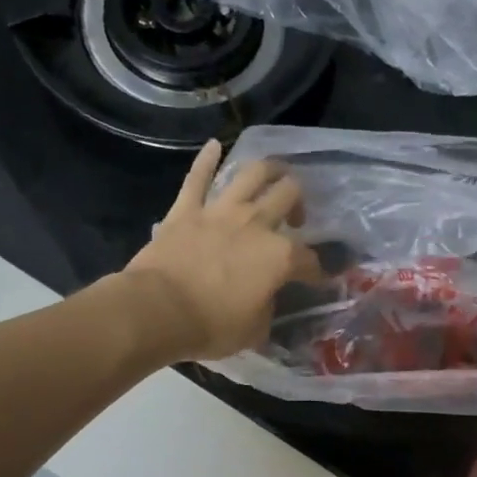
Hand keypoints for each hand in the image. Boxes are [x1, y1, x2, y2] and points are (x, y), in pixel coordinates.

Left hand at [122, 139, 324, 361]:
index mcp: (279, 257)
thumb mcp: (254, 330)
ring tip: (274, 174)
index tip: (318, 278)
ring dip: (268, 170)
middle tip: (295, 218)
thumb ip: (266, 308)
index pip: (309, 259)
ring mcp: (220, 211)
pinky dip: (207, 159)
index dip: (317, 270)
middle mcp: (256, 224)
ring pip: (252, 174)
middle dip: (299, 203)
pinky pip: (197, 177)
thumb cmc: (211, 326)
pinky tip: (215, 145)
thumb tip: (265, 299)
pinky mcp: (186, 210)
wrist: (158, 311)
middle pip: (288, 196)